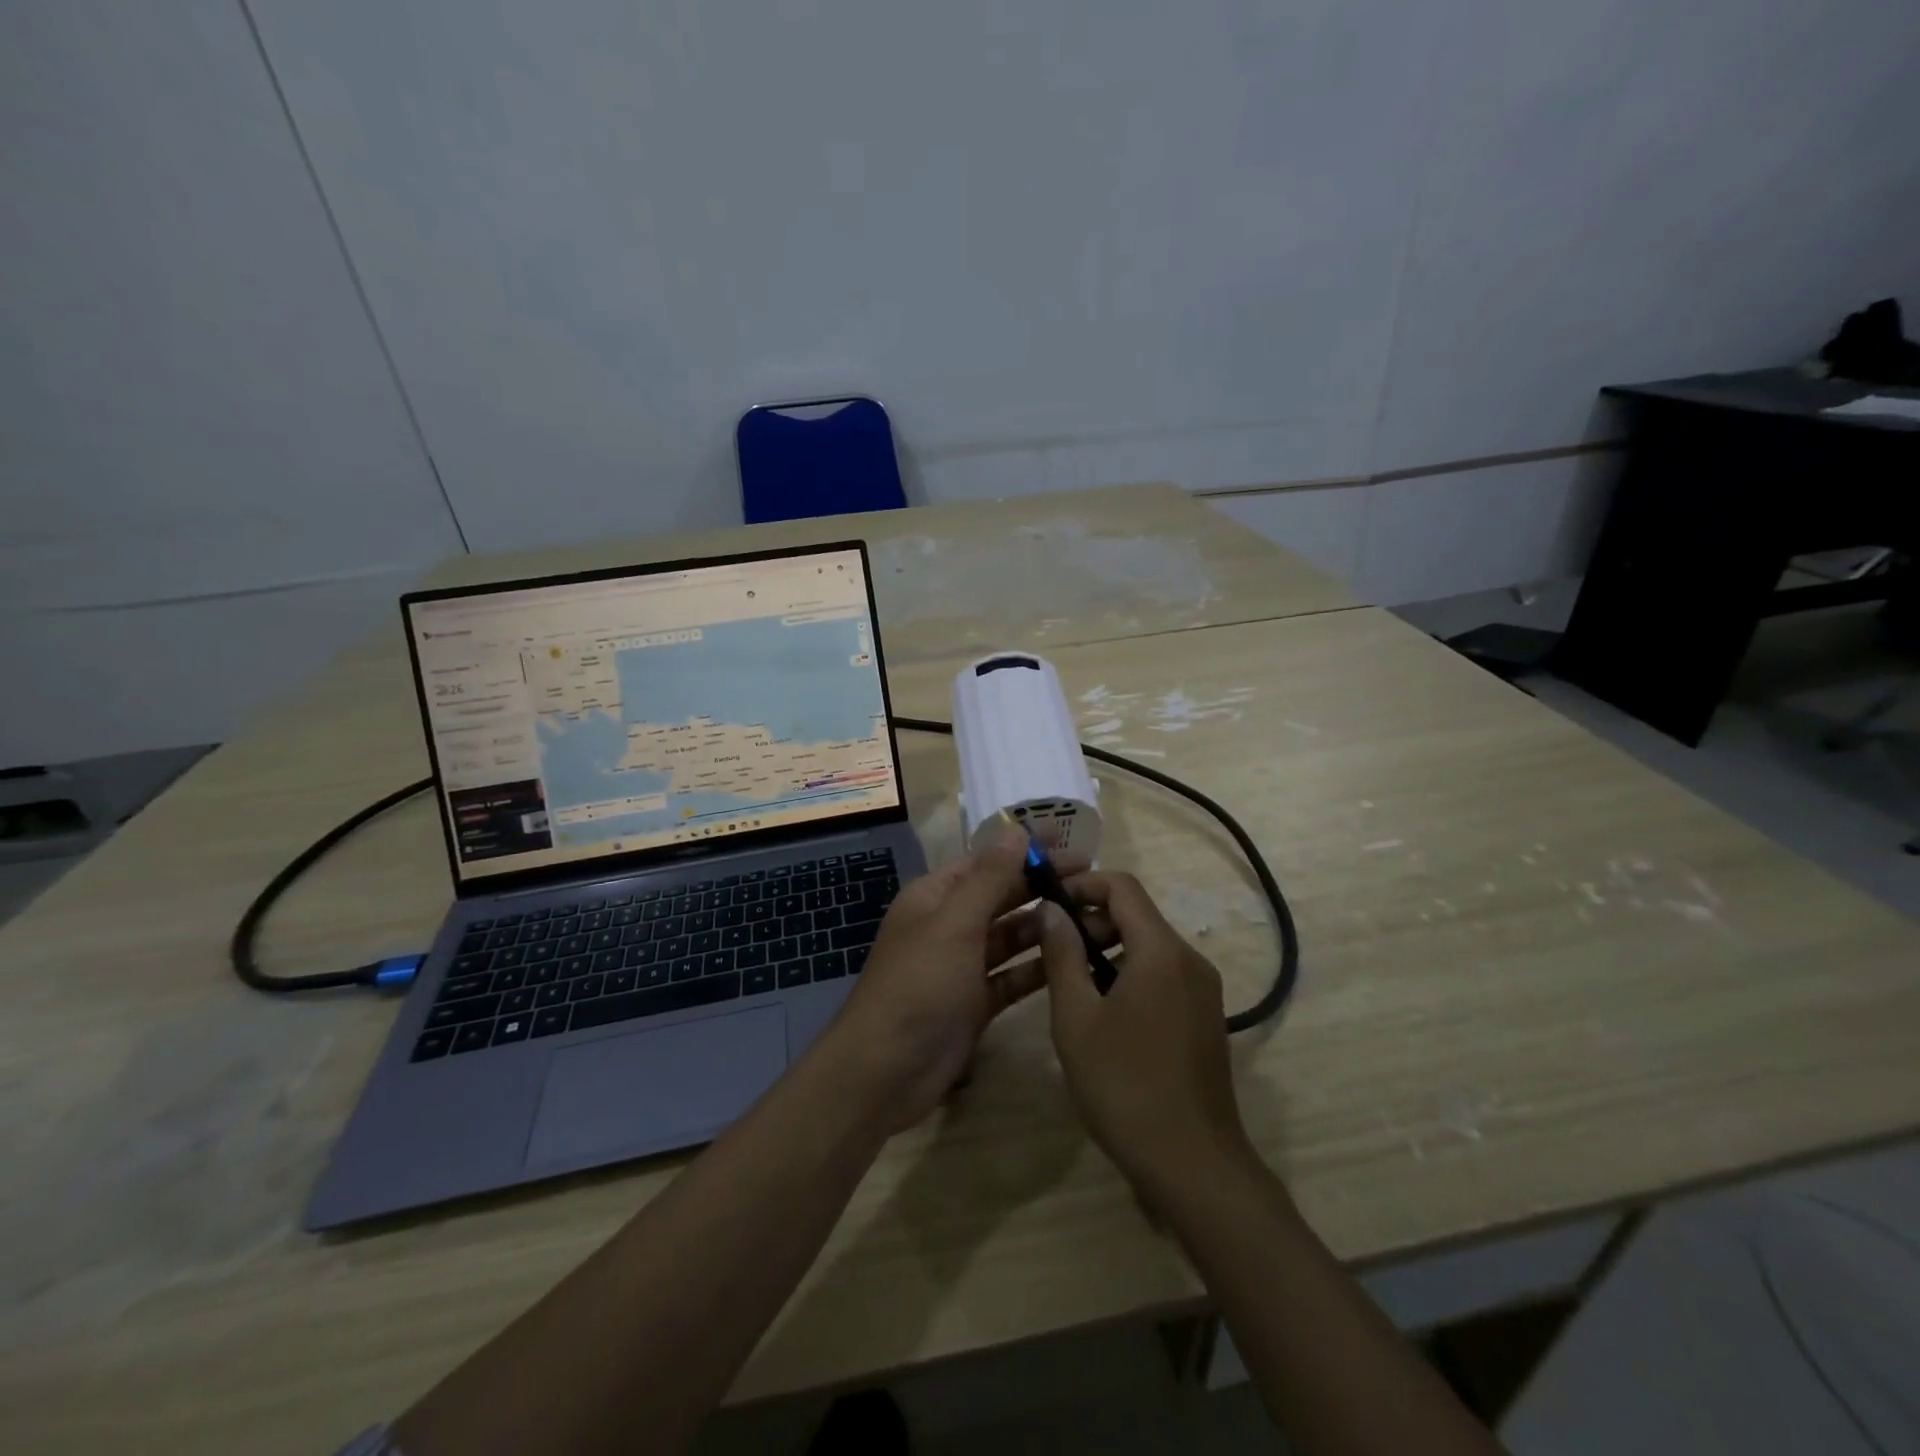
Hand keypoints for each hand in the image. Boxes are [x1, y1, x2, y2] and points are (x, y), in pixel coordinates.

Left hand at [822, 827, 1087, 1129]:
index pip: (986, 861)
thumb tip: (1015, 828)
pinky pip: (1013, 976)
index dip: (1025, 849)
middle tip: (1093, 880)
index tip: (1068, 841)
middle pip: (1002, 897)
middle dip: (1042, 886)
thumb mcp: (954, 924)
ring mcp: (963, 966)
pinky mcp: (976, 1002)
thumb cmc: (917, 985)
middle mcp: (949, 925)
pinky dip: (1039, 968)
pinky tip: (1075, 960)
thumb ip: (989, 878)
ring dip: (1047, 927)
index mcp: (935, 897)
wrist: (884, 1071)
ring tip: (1095, 919)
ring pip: (1012, 937)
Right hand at [1038, 872, 1253, 1194]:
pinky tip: (1101, 1013)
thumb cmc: (1125, 1086)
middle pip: (1136, 915)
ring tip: (1069, 984)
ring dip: (1105, 950)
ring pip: (1148, 946)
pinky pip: (1162, 974)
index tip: (1046, 904)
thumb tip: (1052, 909)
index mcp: (1162, 951)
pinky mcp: (1204, 1016)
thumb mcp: (1076, 1017)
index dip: (1082, 885)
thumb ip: (1062, 954)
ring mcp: (1202, 990)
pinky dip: (1128, 974)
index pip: (1122, 886)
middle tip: (1051, 950)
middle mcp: (1190, 960)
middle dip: (1090, 921)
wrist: (1193, 1165)